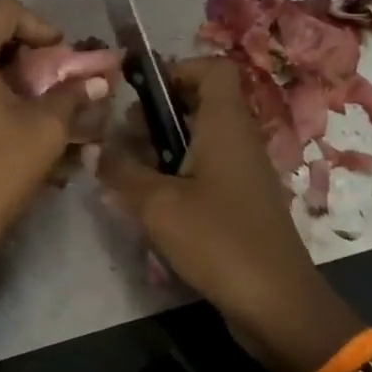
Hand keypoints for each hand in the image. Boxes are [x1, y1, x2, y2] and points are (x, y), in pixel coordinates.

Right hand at [98, 57, 362, 371]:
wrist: (276, 304)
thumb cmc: (218, 241)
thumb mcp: (157, 205)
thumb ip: (121, 172)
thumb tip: (95, 150)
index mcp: (226, 125)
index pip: (212, 68)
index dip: (176, 70)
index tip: (140, 96)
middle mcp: (239, 139)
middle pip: (200, 102)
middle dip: (157, 114)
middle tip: (124, 139)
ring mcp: (243, 172)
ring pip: (200, 138)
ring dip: (163, 147)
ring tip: (129, 172)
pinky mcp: (241, 201)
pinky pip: (206, 169)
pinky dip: (177, 174)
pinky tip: (151, 203)